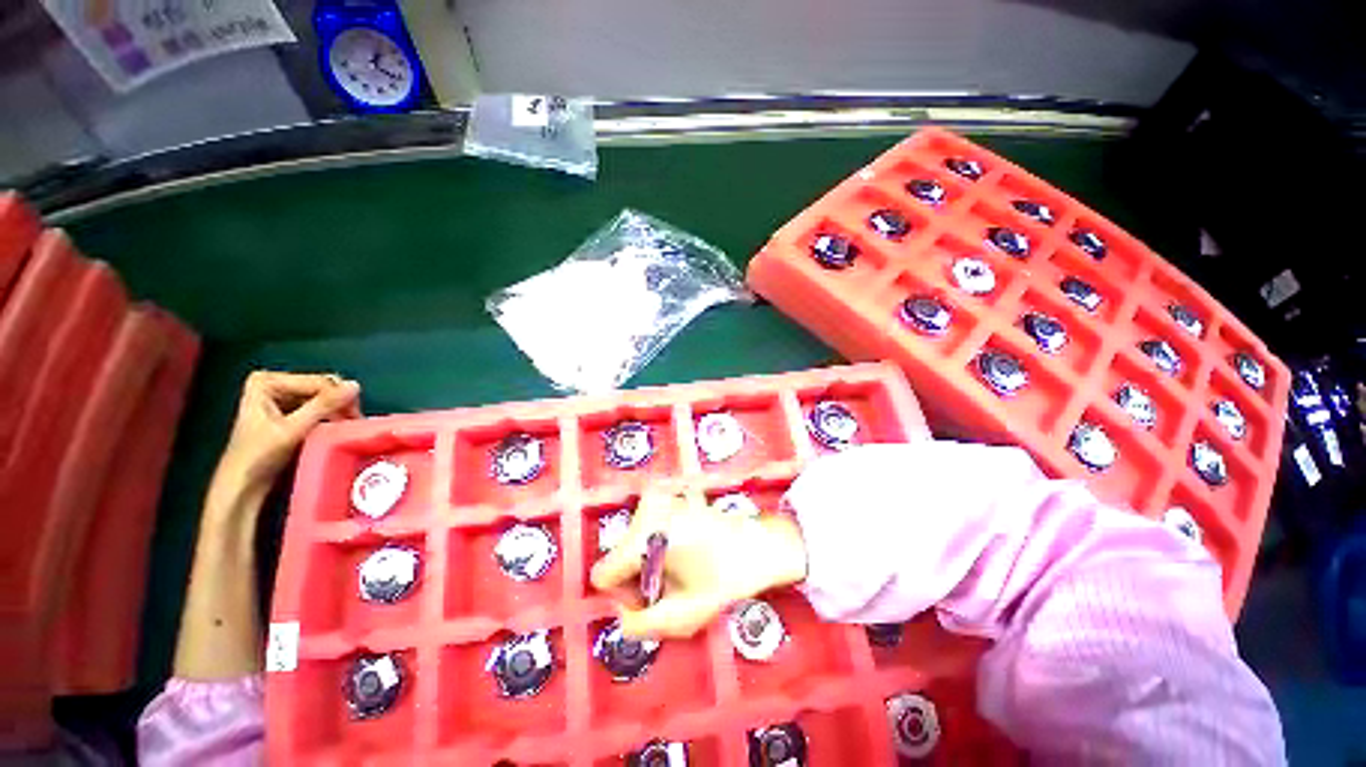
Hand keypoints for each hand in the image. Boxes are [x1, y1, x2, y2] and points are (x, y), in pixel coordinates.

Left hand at [219, 371, 361, 488]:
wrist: (242, 486)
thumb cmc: (259, 457)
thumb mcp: (292, 430)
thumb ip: (323, 406)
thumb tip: (355, 386)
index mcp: (267, 382)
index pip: (319, 383)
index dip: (339, 399)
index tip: (354, 419)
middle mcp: (273, 384)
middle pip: (322, 387)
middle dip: (339, 403)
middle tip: (352, 423)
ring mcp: (280, 397)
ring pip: (323, 397)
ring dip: (337, 411)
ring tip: (346, 427)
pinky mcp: (287, 411)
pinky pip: (318, 407)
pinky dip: (329, 417)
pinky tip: (334, 428)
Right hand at [590, 490, 807, 638]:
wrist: (758, 544)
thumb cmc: (725, 579)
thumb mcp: (682, 617)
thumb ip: (638, 625)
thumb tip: (619, 614)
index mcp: (646, 536)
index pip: (605, 574)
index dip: (626, 594)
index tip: (655, 595)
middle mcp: (646, 509)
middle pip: (620, 556)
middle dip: (640, 575)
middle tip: (673, 581)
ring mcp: (657, 497)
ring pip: (632, 543)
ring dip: (650, 559)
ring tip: (683, 563)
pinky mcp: (666, 493)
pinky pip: (645, 528)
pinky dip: (657, 543)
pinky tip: (684, 547)